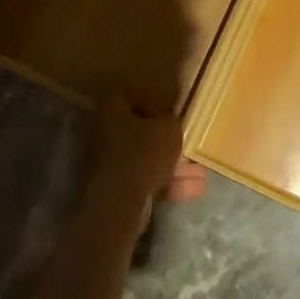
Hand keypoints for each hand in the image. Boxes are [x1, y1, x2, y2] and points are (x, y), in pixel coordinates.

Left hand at [87, 97, 206, 212]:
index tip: (168, 106)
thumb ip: (171, 121)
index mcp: (109, 109)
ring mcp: (104, 163)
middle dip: (163, 139)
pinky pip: (142, 180)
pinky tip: (191, 190)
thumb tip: (169, 121)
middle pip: (137, 131)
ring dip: (169, 165)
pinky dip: (164, 184)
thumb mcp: (169, 129)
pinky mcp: (111, 188)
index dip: (149, 99)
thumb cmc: (142, 153)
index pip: (127, 95)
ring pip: (143, 159)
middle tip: (184, 142)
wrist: (118, 202)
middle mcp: (101, 132)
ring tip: (198, 172)